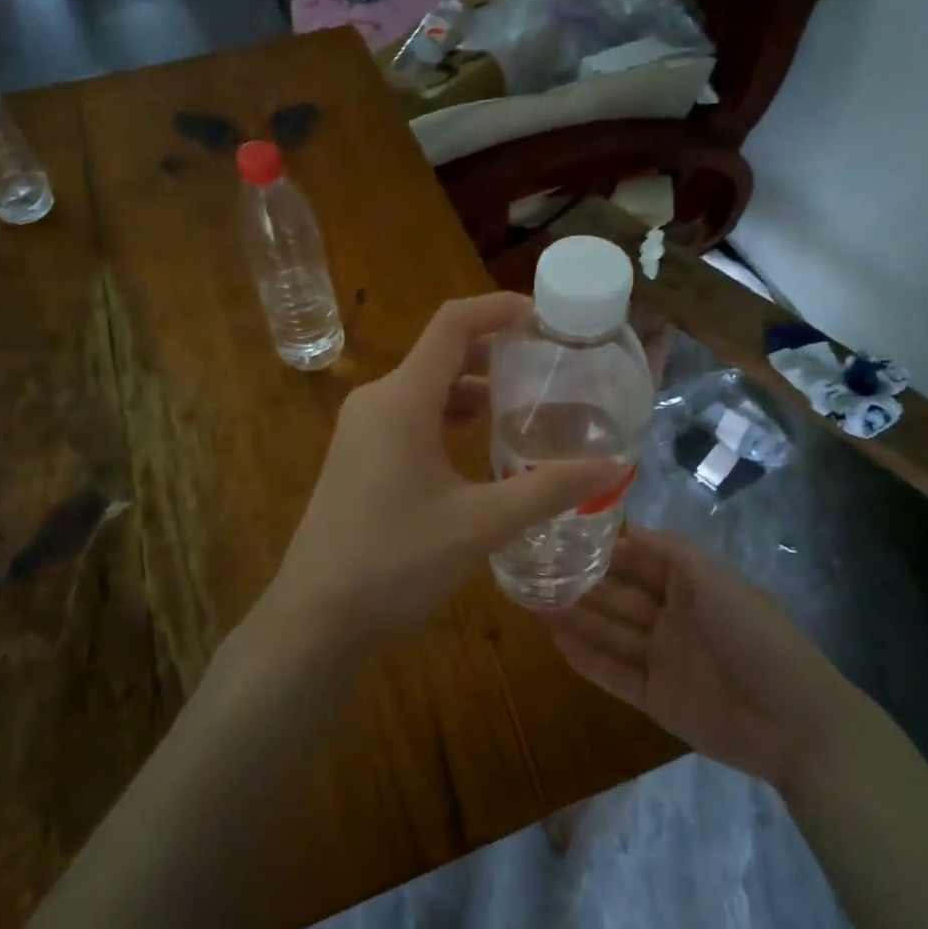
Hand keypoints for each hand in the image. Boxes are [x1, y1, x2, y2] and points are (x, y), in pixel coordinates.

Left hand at [263, 293, 623, 648]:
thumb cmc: (395, 563)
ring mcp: (362, 430)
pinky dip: (450, 416)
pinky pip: (411, 416)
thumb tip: (612, 469)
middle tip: (550, 367)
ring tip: (526, 406)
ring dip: (474, 388)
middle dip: (496, 352)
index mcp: (401, 399)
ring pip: (427, 387)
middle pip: (442, 353)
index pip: (453, 324)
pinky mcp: (359, 457)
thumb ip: (548, 490)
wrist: (316, 620)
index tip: (547, 318)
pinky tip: (482, 446)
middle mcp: (377, 401)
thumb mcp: (480, 524)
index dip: (500, 309)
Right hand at [545, 528, 858, 789]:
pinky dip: (586, 659)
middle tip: (537, 569)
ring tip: (534, 601)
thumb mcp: (716, 581)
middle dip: (583, 583)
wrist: (794, 722)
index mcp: (692, 586)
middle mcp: (673, 618)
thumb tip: (628, 527)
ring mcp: (663, 659)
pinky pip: (613, 674)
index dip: (606, 549)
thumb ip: (671, 552)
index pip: (640, 559)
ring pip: (610, 633)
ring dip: (576, 618)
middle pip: (619, 596)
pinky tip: (554, 642)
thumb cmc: (754, 636)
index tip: (565, 533)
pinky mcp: (656, 699)